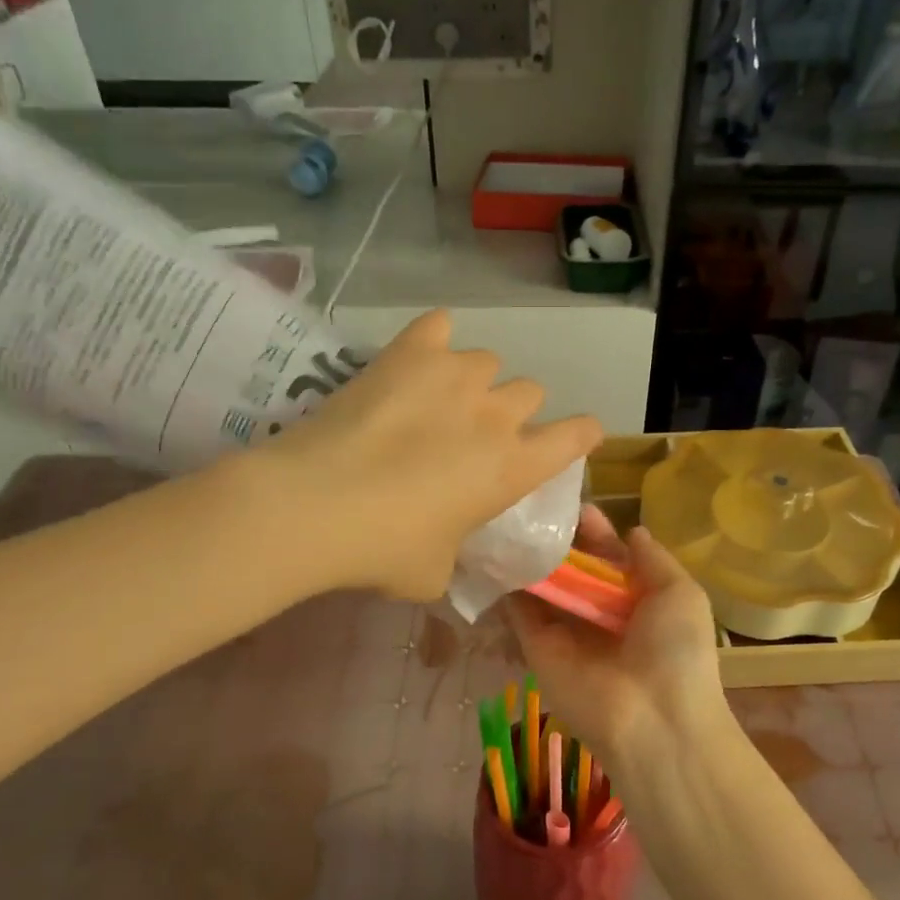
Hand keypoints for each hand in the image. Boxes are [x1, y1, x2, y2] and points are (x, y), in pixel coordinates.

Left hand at [255, 311, 601, 600]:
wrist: (317, 505)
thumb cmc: (384, 550)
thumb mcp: (433, 574)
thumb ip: (453, 554)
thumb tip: (443, 547)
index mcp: (513, 468)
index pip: (576, 436)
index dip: (582, 433)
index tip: (578, 434)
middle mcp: (496, 415)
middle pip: (530, 391)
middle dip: (511, 411)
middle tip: (475, 434)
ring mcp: (455, 375)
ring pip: (487, 361)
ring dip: (473, 380)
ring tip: (438, 398)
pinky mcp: (409, 353)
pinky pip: (438, 326)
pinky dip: (433, 340)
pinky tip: (416, 356)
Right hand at [509, 505, 735, 783]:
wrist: (652, 720)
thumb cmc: (676, 651)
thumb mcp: (681, 594)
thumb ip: (654, 559)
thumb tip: (632, 530)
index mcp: (637, 600)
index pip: (609, 557)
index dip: (595, 531)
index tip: (576, 505)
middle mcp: (599, 613)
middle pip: (573, 567)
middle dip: (559, 538)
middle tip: (536, 505)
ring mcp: (566, 629)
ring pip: (543, 584)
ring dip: (530, 555)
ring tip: (511, 516)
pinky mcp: (536, 646)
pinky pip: (519, 609)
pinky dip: (507, 581)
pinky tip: (497, 546)